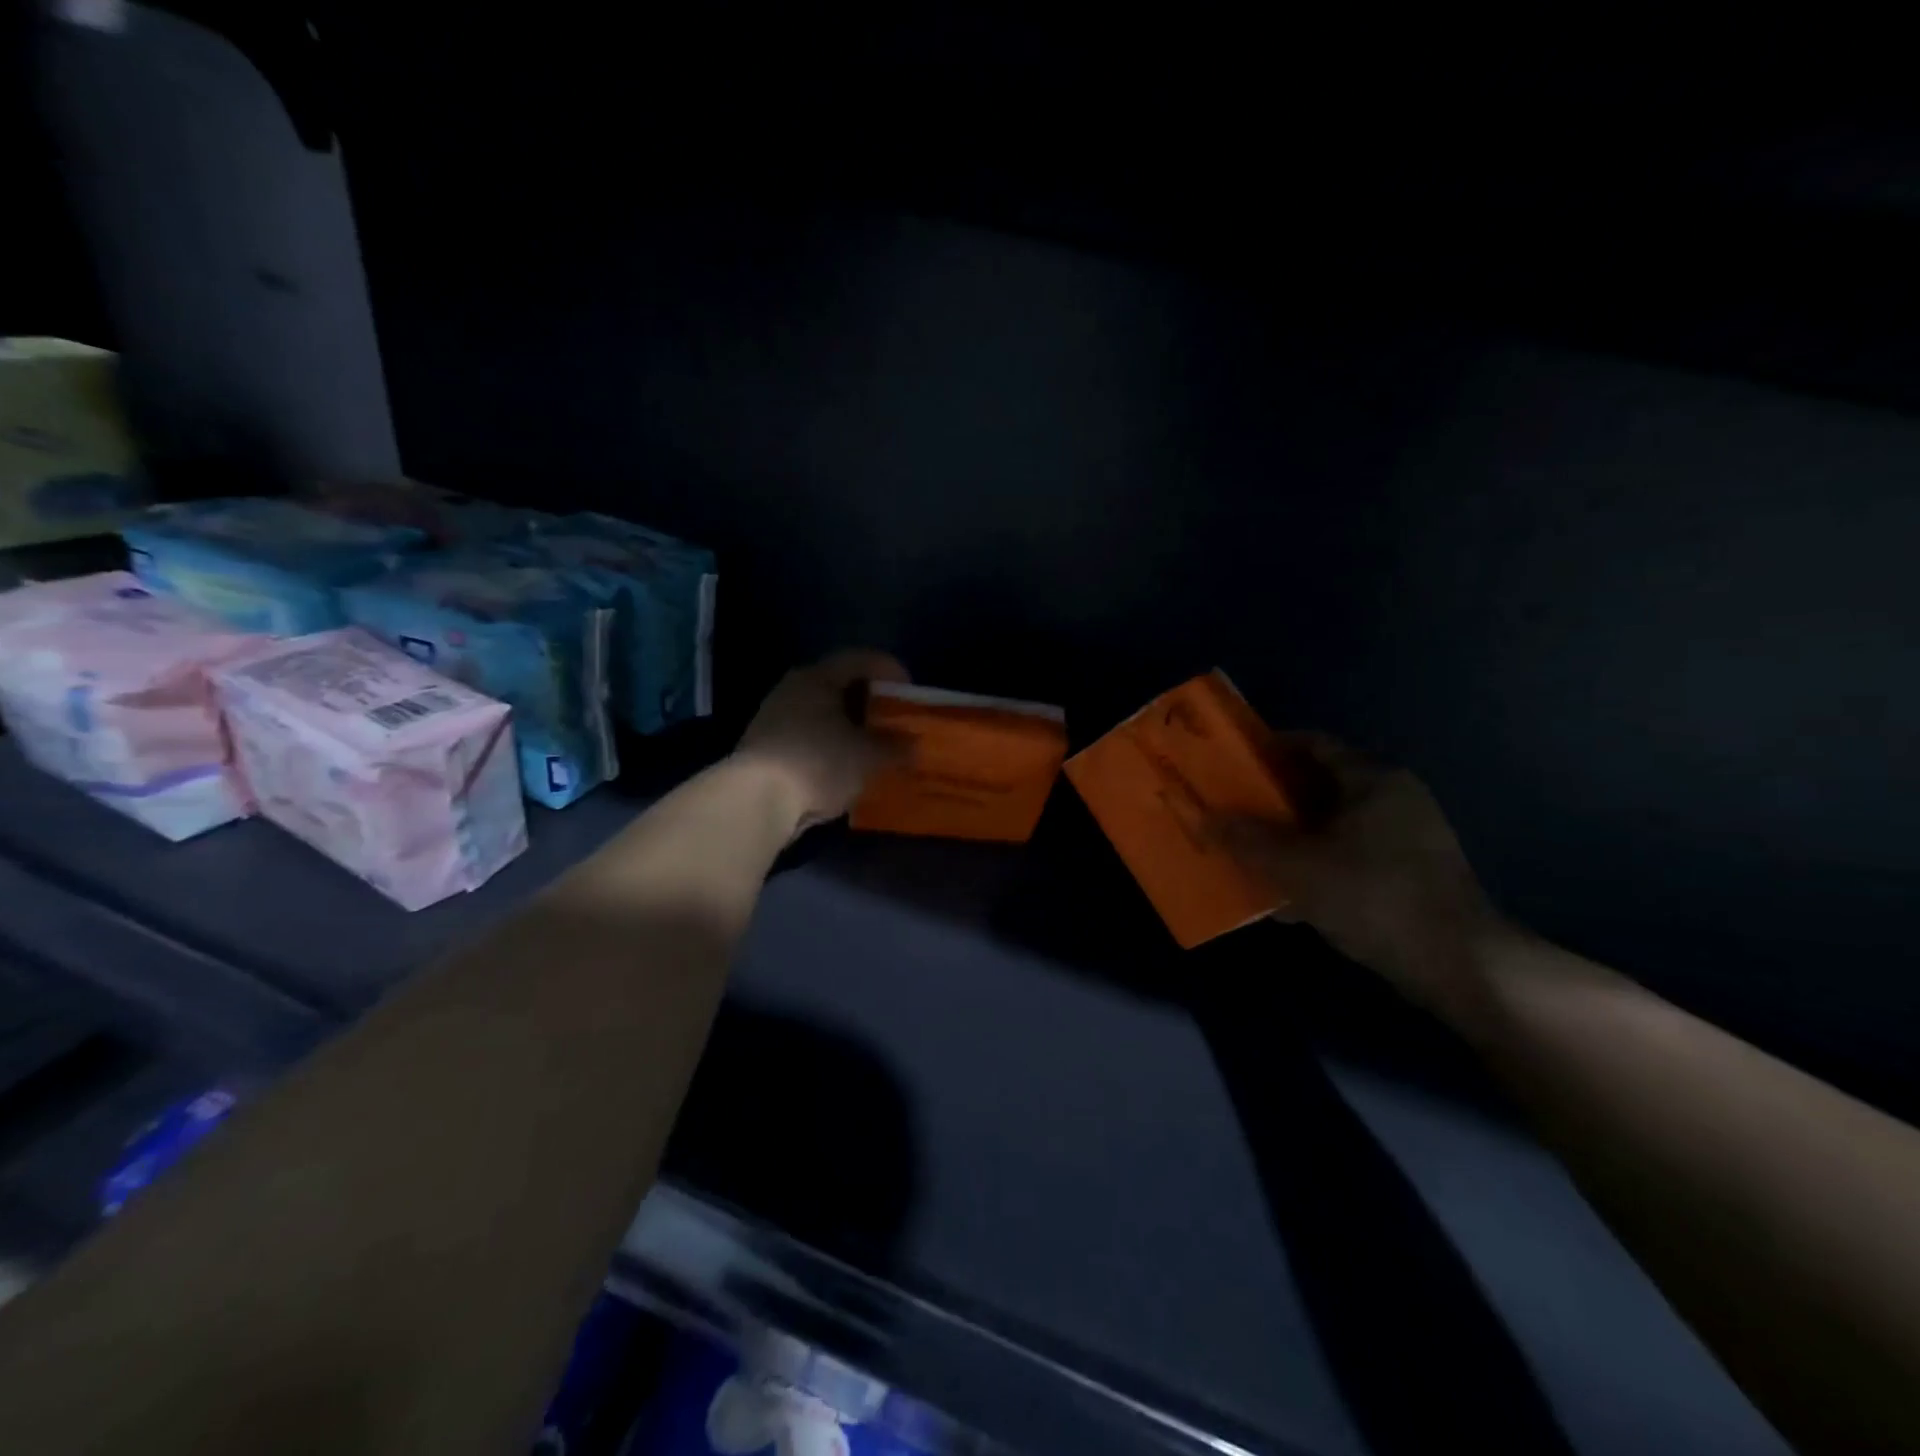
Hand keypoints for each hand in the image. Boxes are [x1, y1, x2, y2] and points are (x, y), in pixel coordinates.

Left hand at [733, 649, 908, 834]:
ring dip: (848, 725)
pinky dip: (830, 744)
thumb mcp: (868, 757)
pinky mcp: (765, 746)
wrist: (755, 800)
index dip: (889, 670)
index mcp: (817, 678)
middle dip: (869, 701)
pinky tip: (845, 765)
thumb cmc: (818, 763)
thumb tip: (913, 745)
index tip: (910, 691)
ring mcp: (774, 717)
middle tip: (894, 719)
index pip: (859, 660)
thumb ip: (894, 747)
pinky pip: (808, 736)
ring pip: (822, 712)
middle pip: (838, 685)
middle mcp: (793, 689)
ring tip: (873, 746)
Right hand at [1224, 734, 1503, 1013]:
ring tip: (1248, 852)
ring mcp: (1404, 839)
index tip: (1228, 762)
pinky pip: (1346, 858)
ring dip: (1289, 838)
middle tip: (1230, 810)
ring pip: (1330, 826)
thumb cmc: (1374, 896)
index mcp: (1372, 779)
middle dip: (1270, 800)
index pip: (1312, 744)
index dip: (1267, 748)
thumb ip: (1247, 840)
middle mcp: (1392, 799)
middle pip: (1318, 786)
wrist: (1458, 964)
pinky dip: (1314, 868)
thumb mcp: (1297, 867)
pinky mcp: (1406, 876)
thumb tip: (1204, 818)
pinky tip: (1285, 897)